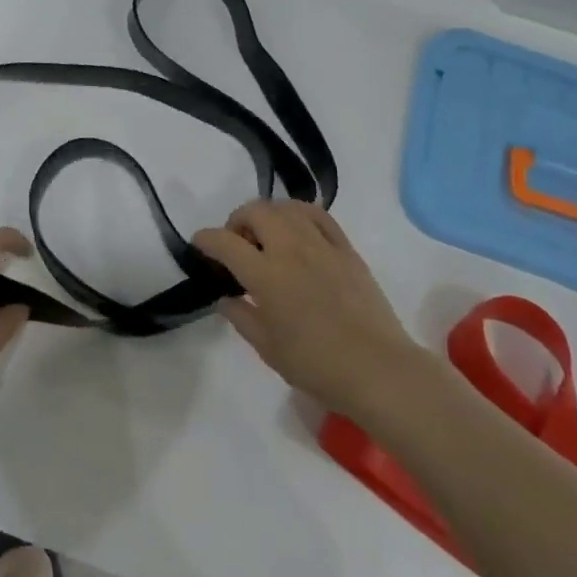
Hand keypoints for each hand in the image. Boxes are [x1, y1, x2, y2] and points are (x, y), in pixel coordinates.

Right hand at [194, 200, 418, 416]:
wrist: (377, 369)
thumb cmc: (316, 365)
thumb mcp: (267, 347)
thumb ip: (241, 316)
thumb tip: (225, 297)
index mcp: (266, 274)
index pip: (225, 242)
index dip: (206, 239)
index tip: (200, 244)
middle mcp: (290, 249)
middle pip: (256, 212)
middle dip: (237, 220)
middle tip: (236, 243)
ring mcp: (321, 244)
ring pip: (286, 208)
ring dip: (268, 214)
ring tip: (266, 235)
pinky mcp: (346, 248)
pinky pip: (318, 215)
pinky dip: (299, 213)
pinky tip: (297, 228)